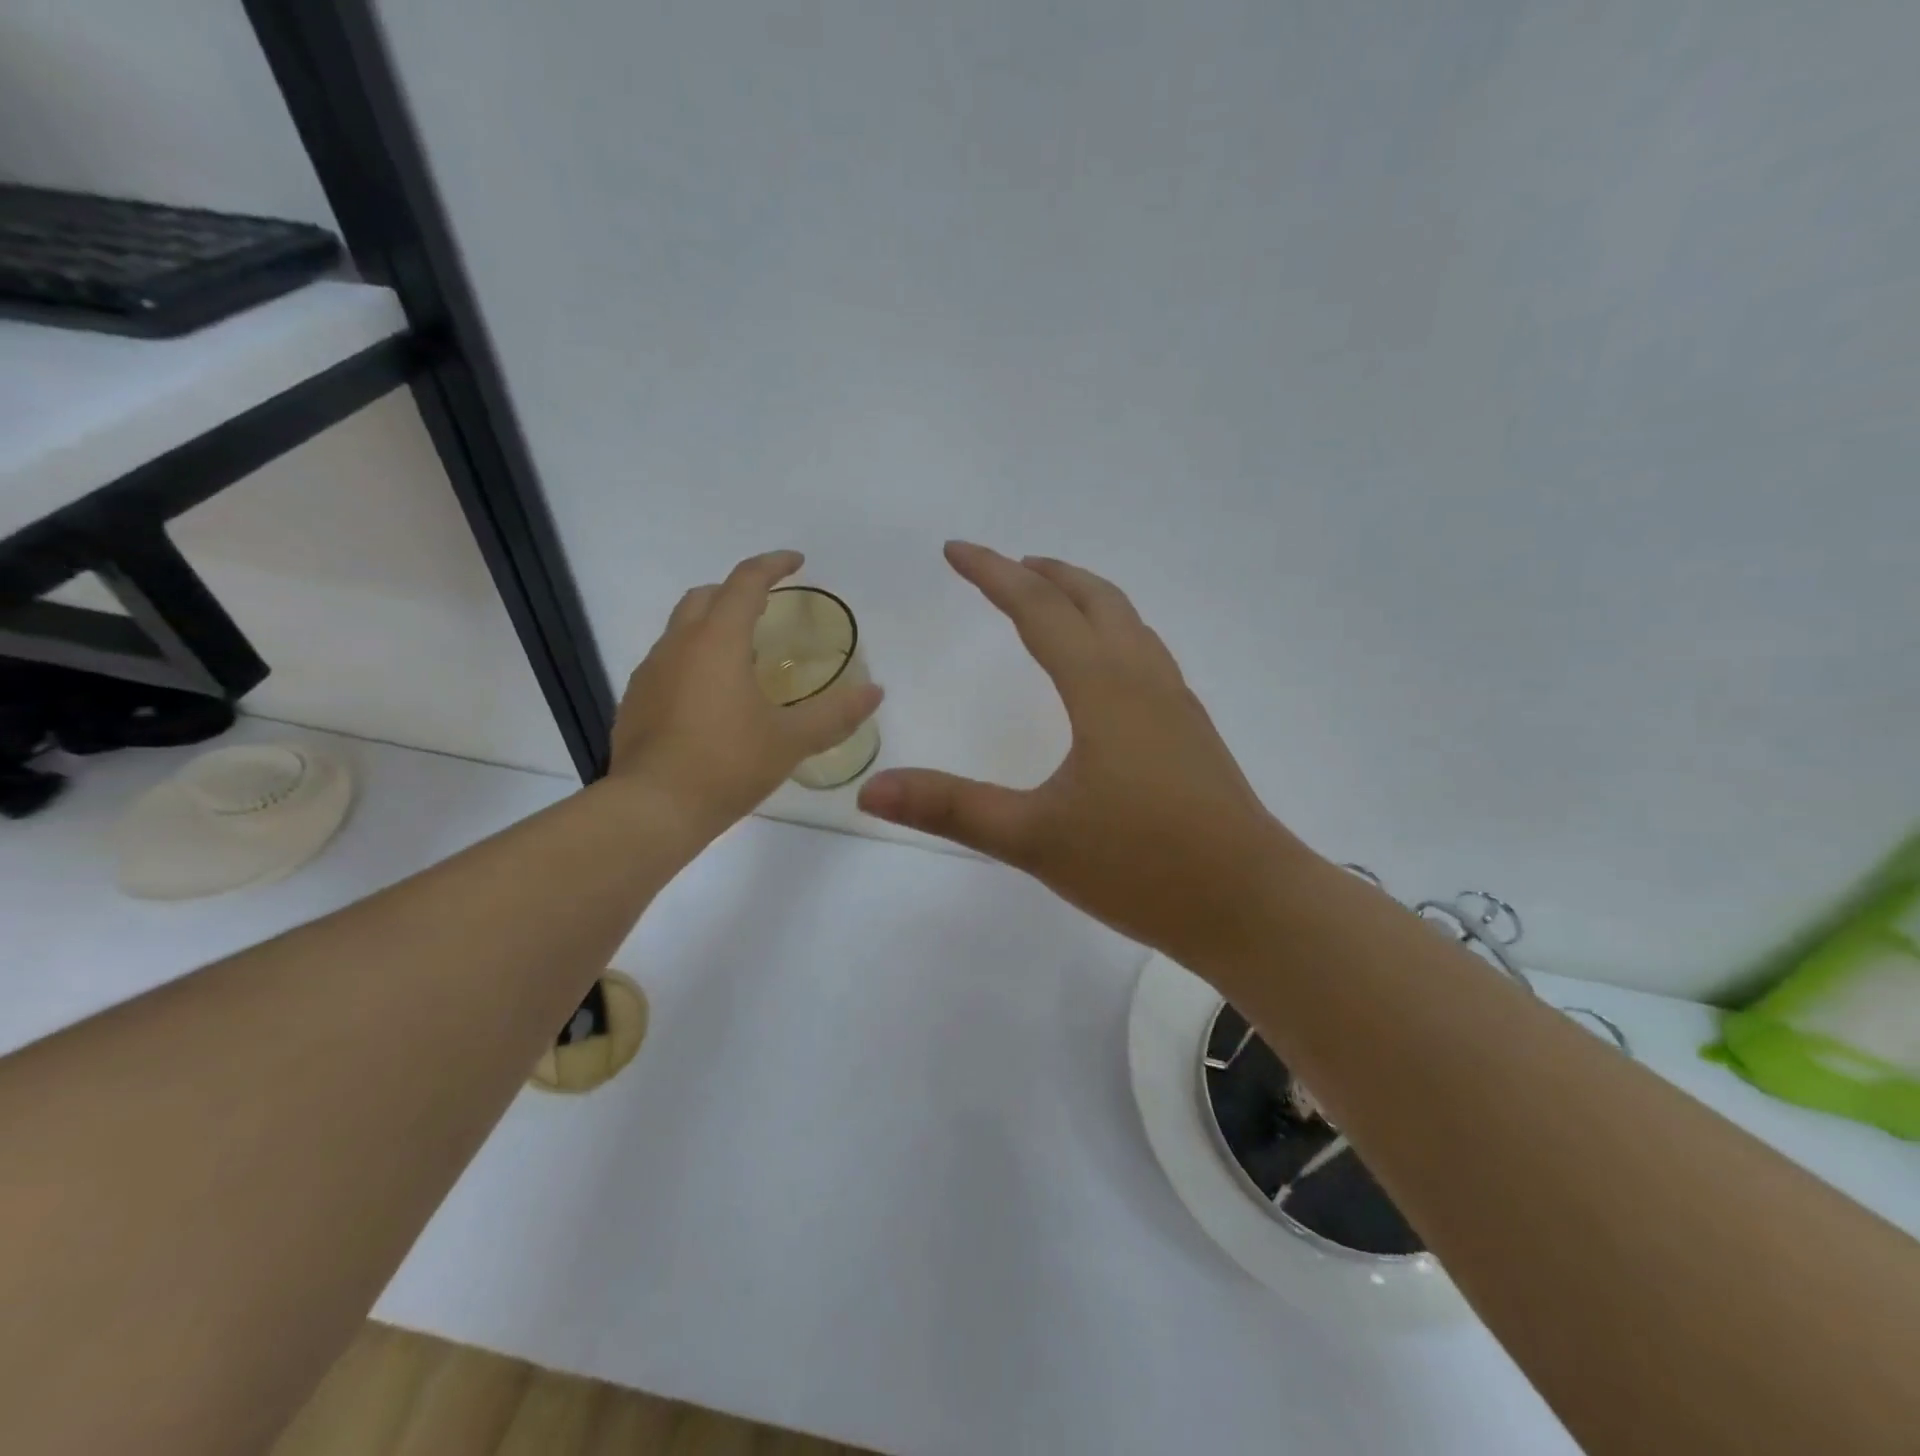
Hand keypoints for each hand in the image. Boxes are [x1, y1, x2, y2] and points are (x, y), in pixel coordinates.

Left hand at [609, 550, 883, 832]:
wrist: (652, 810)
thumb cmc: (726, 765)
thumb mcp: (790, 740)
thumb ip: (835, 714)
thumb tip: (875, 692)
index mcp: (716, 641)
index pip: (745, 582)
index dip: (773, 565)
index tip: (797, 562)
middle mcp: (677, 645)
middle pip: (705, 597)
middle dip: (737, 592)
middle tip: (768, 610)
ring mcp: (649, 673)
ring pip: (682, 630)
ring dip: (713, 627)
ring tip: (745, 658)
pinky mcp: (635, 702)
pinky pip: (668, 663)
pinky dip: (694, 661)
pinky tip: (713, 699)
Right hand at [857, 542, 1309, 969]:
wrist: (1251, 904)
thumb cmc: (1143, 866)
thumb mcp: (1034, 840)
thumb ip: (952, 809)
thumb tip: (869, 790)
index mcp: (1103, 688)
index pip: (1039, 609)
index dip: (992, 574)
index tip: (955, 550)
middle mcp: (1143, 679)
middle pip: (1094, 598)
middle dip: (1044, 573)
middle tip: (1003, 566)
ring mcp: (1175, 703)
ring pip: (1128, 622)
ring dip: (1084, 597)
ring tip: (1050, 601)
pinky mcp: (1191, 730)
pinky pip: (1145, 653)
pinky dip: (1111, 631)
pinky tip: (1103, 669)